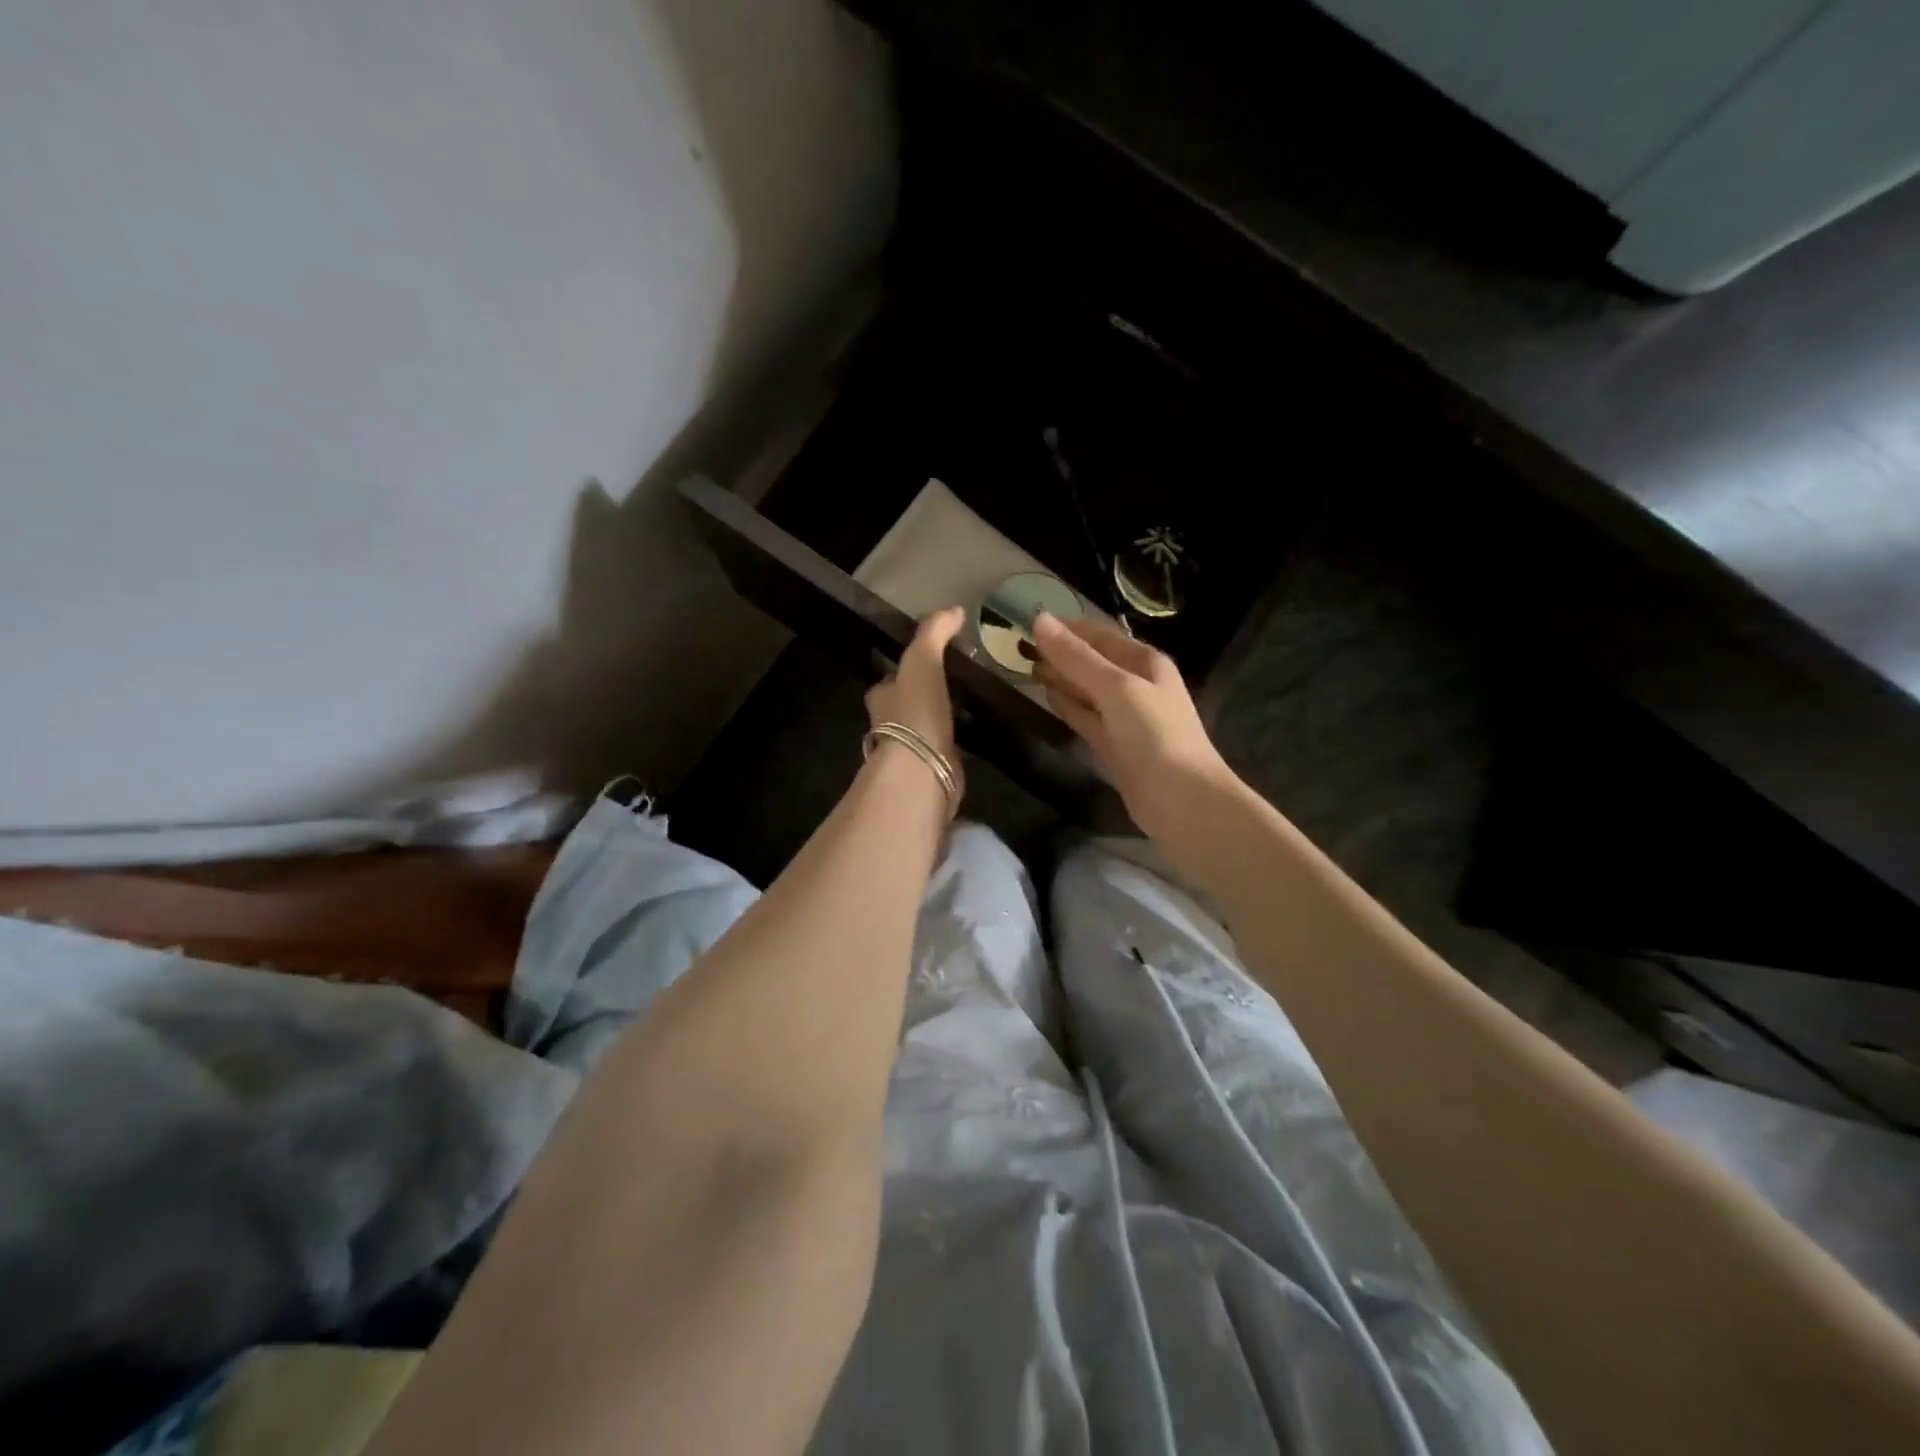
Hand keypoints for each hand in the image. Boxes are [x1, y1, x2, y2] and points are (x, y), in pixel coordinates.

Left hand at [865, 606, 966, 806]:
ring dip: (939, 723)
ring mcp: (911, 752)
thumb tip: (955, 609)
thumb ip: (934, 634)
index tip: (927, 664)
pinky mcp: (932, 771)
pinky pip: (945, 752)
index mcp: (883, 697)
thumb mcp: (922, 662)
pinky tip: (973, 739)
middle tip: (952, 687)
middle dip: (922, 699)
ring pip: (924, 731)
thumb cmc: (915, 712)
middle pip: (905, 707)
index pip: (890, 681)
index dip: (904, 672)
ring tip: (966, 710)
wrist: (921, 770)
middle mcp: (891, 725)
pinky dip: (955, 746)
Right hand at [1033, 612, 1241, 839]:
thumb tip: (1040, 620)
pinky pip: (1087, 718)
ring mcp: (1126, 719)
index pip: (1100, 636)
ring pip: (1088, 691)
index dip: (1068, 628)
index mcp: (1145, 663)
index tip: (1031, 622)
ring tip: (1027, 668)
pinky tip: (1048, 699)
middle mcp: (1137, 686)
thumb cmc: (1154, 734)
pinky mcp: (1115, 747)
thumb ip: (1076, 657)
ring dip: (1062, 679)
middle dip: (1061, 654)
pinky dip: (1068, 707)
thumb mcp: (1116, 687)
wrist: (1181, 800)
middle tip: (1020, 646)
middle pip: (1093, 663)